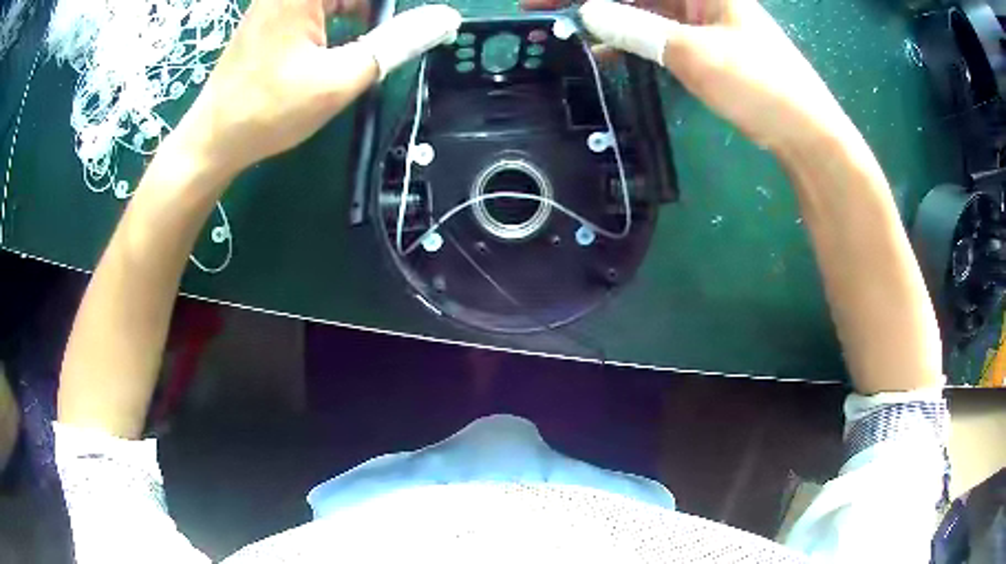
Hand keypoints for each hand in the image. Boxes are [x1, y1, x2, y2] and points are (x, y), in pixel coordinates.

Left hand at [174, 0, 460, 175]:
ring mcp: (280, 0)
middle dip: (377, 10)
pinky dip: (344, 14)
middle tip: (394, 34)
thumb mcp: (339, 79)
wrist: (213, 140)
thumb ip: (395, 43)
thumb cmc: (267, 112)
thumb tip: (445, 18)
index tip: (413, 23)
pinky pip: (321, 2)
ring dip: (363, 11)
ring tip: (376, 38)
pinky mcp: (275, 14)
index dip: (390, 7)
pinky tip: (349, 38)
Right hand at [526, 0, 854, 151]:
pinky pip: (654, 30)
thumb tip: (587, 11)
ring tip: (562, 28)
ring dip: (604, 17)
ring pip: (639, 7)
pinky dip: (628, 39)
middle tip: (540, 10)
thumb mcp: (695, 53)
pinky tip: (602, 51)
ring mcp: (698, 17)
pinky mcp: (700, 42)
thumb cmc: (761, 85)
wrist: (804, 131)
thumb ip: (637, 28)